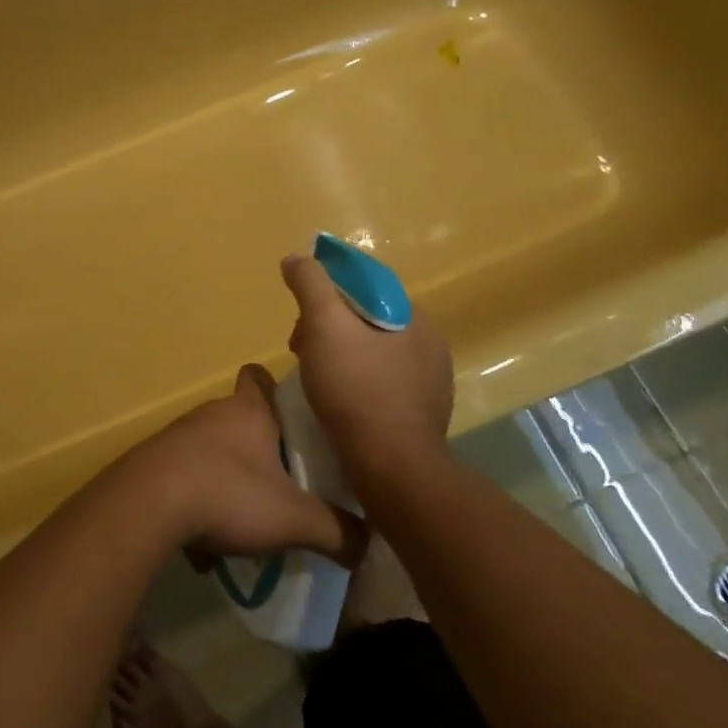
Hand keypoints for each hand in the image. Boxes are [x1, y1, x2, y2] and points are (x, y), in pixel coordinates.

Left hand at [122, 365, 366, 568]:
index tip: (292, 416)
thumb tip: (366, 543)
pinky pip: (185, 476)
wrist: (148, 503)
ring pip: (212, 449)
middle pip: (239, 418)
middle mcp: (212, 413)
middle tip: (283, 482)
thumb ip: (337, 531)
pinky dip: (198, 500)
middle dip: (259, 446)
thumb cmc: (228, 493)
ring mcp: (179, 435)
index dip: (276, 390)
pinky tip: (205, 540)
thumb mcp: (295, 519)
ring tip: (247, 517)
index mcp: (248, 412)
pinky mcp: (155, 461)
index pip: (260, 377)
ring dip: (228, 476)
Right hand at [280, 253, 454, 476]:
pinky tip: (338, 403)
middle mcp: (429, 344)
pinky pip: (381, 383)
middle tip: (299, 351)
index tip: (300, 319)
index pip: (364, 285)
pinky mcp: (422, 414)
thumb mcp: (324, 325)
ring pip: (372, 352)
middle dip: (327, 328)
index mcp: (412, 317)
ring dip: (339, 357)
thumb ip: (310, 284)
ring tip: (314, 381)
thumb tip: (297, 258)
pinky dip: (355, 384)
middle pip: (365, 319)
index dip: (325, 293)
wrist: (393, 468)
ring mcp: (430, 382)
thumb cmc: (356, 389)